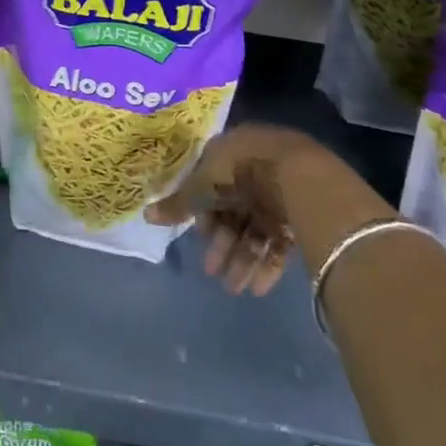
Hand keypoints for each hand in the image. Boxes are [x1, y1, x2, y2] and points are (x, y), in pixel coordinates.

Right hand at [147, 123, 372, 295]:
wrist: (299, 175)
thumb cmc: (241, 172)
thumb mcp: (202, 187)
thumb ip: (178, 204)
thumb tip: (146, 214)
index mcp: (229, 156)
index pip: (211, 186)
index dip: (203, 215)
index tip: (198, 239)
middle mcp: (252, 173)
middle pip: (233, 212)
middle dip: (223, 245)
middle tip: (212, 273)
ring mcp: (278, 194)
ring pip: (255, 230)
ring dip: (243, 260)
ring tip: (234, 290)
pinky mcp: (299, 214)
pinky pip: (279, 241)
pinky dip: (267, 264)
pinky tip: (257, 288)